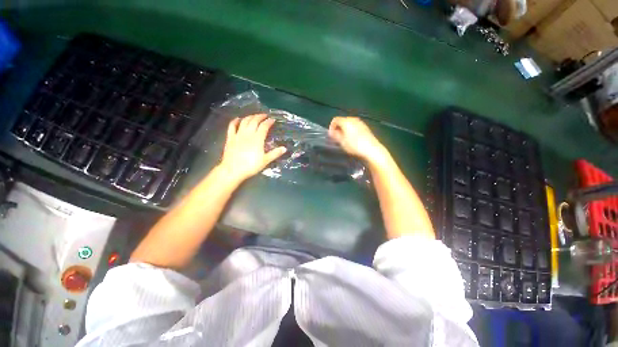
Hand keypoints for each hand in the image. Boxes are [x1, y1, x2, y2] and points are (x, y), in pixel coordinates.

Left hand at [219, 114, 286, 182]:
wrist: (233, 170)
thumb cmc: (251, 166)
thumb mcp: (265, 161)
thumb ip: (275, 153)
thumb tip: (284, 148)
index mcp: (257, 139)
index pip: (264, 126)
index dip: (269, 122)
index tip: (273, 119)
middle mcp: (248, 134)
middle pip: (254, 121)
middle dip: (260, 116)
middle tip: (265, 115)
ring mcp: (238, 135)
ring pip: (244, 121)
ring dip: (250, 117)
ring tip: (254, 116)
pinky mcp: (230, 138)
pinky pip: (232, 126)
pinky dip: (235, 121)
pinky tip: (238, 119)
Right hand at [328, 116, 388, 165]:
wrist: (371, 149)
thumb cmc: (354, 145)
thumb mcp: (342, 142)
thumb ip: (335, 135)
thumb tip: (332, 132)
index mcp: (346, 121)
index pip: (335, 120)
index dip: (331, 127)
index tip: (331, 135)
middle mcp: (353, 119)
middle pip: (342, 121)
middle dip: (338, 128)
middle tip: (337, 138)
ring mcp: (360, 122)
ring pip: (349, 123)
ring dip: (345, 129)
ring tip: (345, 139)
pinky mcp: (365, 127)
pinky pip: (355, 126)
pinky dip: (351, 130)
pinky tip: (353, 139)